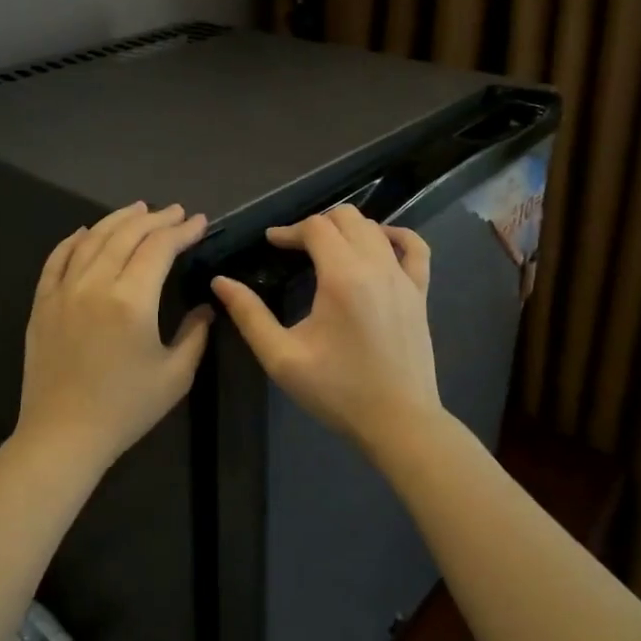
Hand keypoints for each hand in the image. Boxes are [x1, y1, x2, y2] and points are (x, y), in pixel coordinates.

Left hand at [16, 202, 213, 466]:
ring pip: (92, 239)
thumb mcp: (175, 376)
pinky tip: (84, 231)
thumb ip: (195, 335)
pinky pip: (57, 259)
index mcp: (132, 300)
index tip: (199, 222)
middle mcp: (95, 284)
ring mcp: (63, 291)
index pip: (159, 248)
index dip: (182, 231)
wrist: (63, 435)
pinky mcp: (42, 303)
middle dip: (155, 218)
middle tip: (175, 211)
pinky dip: (73, 240)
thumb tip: (205, 307)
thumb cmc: (125, 409)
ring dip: (117, 219)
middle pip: (126, 235)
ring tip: (138, 209)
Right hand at [210, 204, 444, 456]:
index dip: (289, 230)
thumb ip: (249, 315)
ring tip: (325, 248)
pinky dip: (395, 235)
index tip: (270, 244)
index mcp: (342, 277)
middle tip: (295, 247)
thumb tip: (220, 282)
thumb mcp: (282, 357)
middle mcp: (376, 266)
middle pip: (346, 217)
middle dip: (316, 224)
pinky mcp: (420, 293)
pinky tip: (379, 242)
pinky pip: (415, 247)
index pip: (315, 227)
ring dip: (346, 228)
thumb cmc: (337, 391)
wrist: (398, 422)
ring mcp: (404, 278)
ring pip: (374, 228)